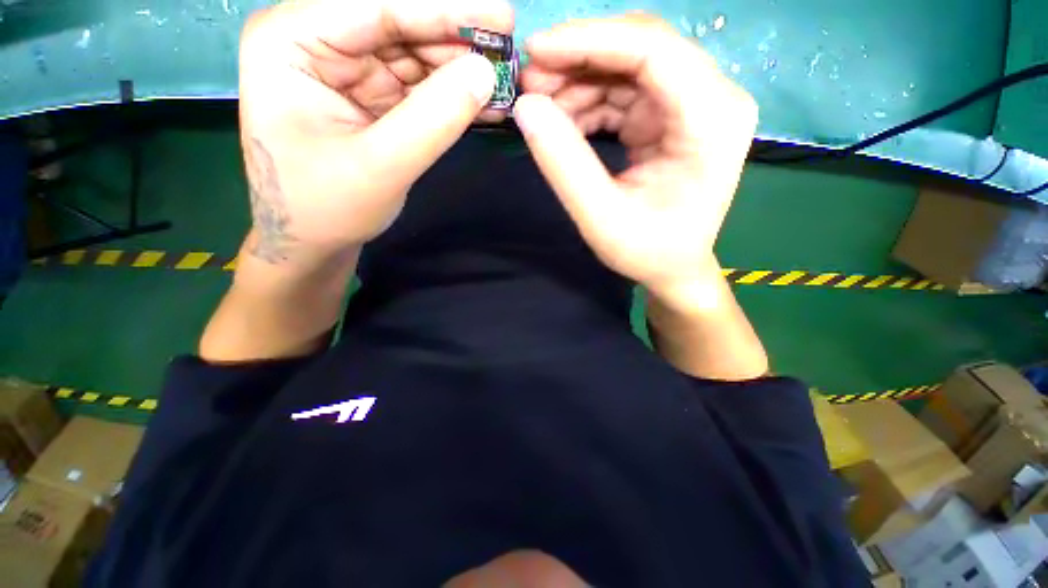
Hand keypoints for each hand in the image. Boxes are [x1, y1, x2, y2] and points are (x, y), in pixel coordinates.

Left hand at [238, 0, 513, 264]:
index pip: (378, 8)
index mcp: (293, 41)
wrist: (311, 240)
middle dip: (456, 40)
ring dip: (460, 70)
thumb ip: (433, 119)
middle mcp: (317, 41)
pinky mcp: (371, 96)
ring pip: (415, 55)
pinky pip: (418, 86)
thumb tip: (485, 73)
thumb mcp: (380, 166)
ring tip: (503, 82)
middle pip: (399, 25)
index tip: (501, 14)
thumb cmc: (326, 207)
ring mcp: (347, 69)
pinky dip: (451, 94)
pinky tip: (483, 100)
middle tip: (508, 54)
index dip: (445, 9)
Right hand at [513, 15, 757, 299]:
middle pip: (641, 49)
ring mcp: (694, 104)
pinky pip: (626, 91)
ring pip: (628, 67)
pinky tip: (565, 123)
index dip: (589, 41)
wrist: (673, 268)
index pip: (653, 50)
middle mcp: (713, 98)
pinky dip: (590, 102)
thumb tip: (525, 106)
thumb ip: (564, 164)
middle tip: (530, 83)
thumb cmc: (647, 251)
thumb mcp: (600, 217)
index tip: (535, 50)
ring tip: (541, 107)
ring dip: (580, 81)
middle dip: (579, 59)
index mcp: (711, 120)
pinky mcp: (673, 116)